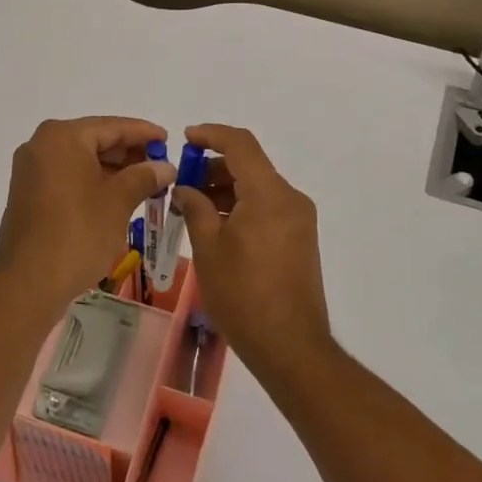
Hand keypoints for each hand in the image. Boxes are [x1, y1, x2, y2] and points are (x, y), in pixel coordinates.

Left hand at [0, 117, 174, 313]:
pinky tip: (117, 195)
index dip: (143, 133)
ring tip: (145, 183)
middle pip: (94, 140)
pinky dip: (92, 181)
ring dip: (112, 169)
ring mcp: (31, 169)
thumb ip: (144, 176)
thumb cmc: (78, 233)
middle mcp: (42, 144)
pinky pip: (67, 176)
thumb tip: (165, 167)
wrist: (29, 281)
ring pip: (81, 159)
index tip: (168, 139)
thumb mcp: (118, 201)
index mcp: (63, 136)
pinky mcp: (28, 192)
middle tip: (160, 165)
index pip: (112, 126)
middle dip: (128, 153)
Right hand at [175, 124, 333, 380]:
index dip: (211, 135)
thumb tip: (187, 188)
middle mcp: (290, 199)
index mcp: (269, 194)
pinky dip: (241, 207)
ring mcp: (299, 220)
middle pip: (249, 165)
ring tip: (192, 208)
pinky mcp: (299, 240)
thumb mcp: (209, 248)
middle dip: (213, 167)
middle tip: (181, 184)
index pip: (240, 144)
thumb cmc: (243, 295)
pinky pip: (267, 208)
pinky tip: (215, 226)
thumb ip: (196, 207)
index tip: (184, 138)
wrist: (291, 347)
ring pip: (257, 188)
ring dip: (225, 189)